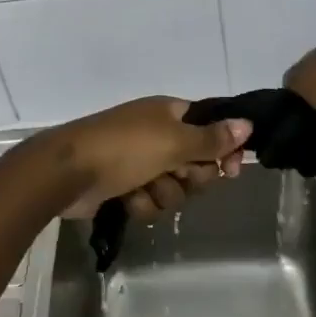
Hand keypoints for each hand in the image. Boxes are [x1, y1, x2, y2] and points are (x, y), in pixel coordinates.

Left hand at [38, 97, 250, 220]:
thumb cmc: (124, 148)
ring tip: (143, 188)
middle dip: (188, 177)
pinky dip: (140, 203)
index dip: (222, 149)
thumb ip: (212, 138)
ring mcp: (138, 161)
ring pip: (174, 187)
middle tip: (175, 174)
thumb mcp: (173, 141)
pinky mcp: (123, 186)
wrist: (67, 172)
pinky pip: (150, 201)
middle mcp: (157, 134)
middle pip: (195, 163)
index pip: (210, 128)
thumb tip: (248, 123)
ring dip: (162, 194)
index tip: (231, 170)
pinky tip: (126, 199)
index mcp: (169, 113)